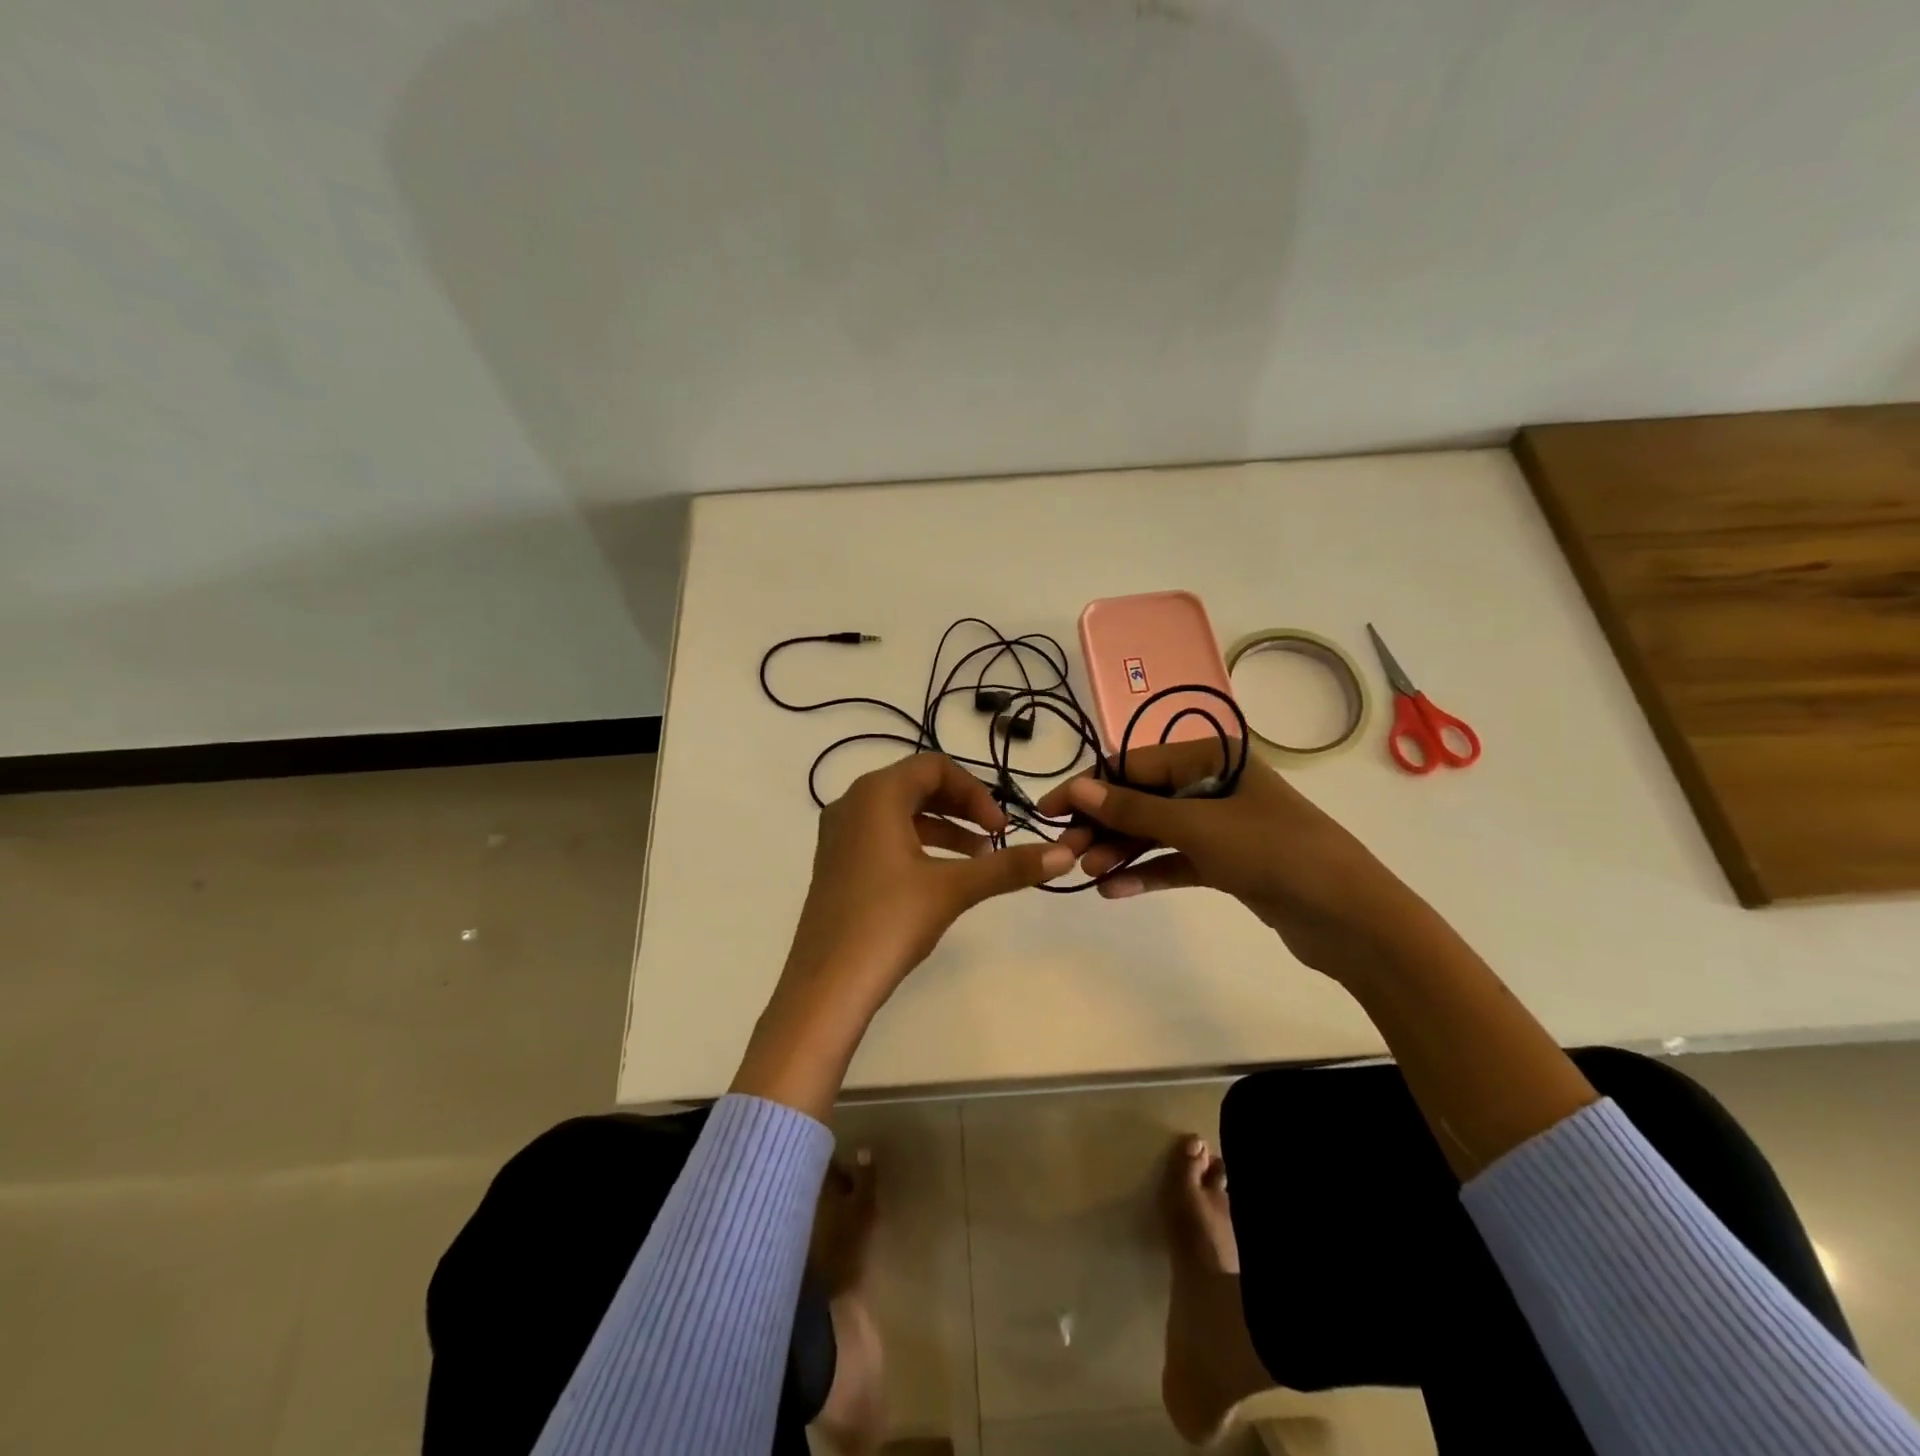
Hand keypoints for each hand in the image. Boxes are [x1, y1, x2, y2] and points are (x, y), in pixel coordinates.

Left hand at [734, 753, 1074, 1117]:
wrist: (827, 984)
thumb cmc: (889, 922)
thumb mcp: (954, 889)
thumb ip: (1008, 867)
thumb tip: (1064, 854)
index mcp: (876, 794)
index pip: (934, 768)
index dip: (976, 792)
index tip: (1002, 828)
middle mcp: (852, 803)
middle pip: (917, 785)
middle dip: (961, 807)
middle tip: (994, 837)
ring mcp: (839, 834)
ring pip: (900, 812)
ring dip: (943, 827)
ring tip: (978, 858)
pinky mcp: (836, 862)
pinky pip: (882, 835)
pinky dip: (917, 844)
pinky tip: (940, 876)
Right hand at [1036, 741, 1431, 983]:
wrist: (1349, 918)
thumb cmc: (1273, 852)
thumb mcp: (1197, 826)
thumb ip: (1133, 809)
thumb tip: (1075, 788)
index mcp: (1211, 756)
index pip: (1134, 764)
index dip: (1089, 787)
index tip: (1050, 811)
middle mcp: (1213, 783)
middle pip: (1141, 799)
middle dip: (1103, 825)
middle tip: (1067, 852)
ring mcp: (1220, 824)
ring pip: (1155, 832)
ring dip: (1121, 851)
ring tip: (1089, 874)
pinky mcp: (1225, 862)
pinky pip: (1175, 861)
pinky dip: (1147, 873)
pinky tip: (1115, 891)